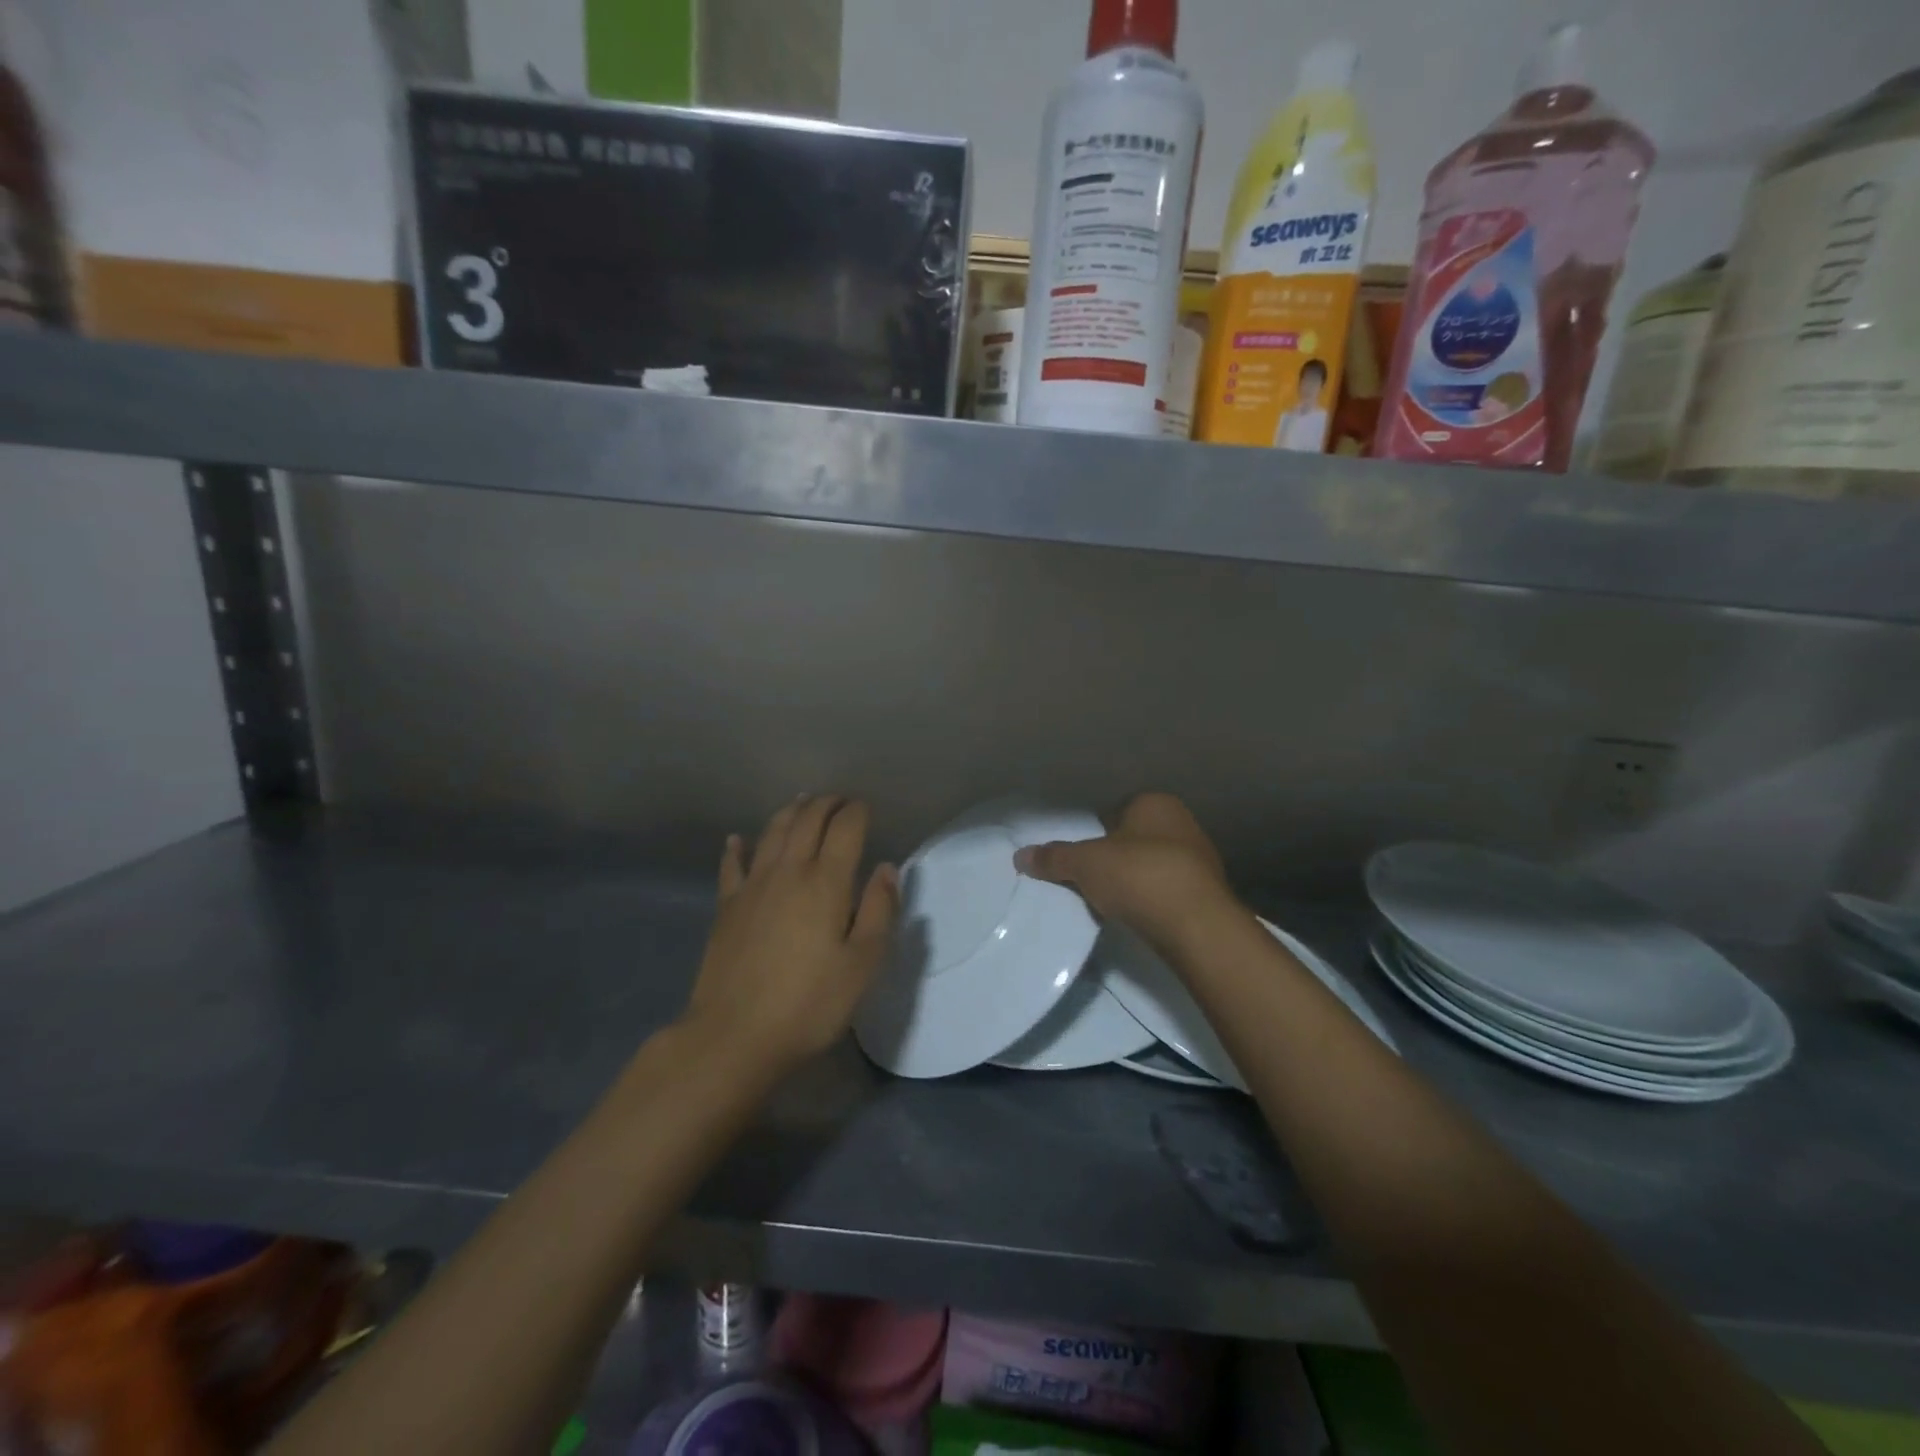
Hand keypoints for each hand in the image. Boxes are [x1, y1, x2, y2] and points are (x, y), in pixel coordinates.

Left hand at [684, 796, 898, 1073]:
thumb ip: (878, 910)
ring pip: (772, 832)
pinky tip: (738, 839)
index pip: (845, 828)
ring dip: (790, 812)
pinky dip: (737, 847)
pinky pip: (732, 865)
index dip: (857, 811)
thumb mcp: (862, 964)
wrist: (734, 1035)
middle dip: (826, 803)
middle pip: (807, 820)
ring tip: (802, 802)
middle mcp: (788, 871)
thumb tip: (887, 867)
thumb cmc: (809, 1004)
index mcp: (826, 882)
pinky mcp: (727, 906)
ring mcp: (752, 886)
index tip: (866, 808)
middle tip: (840, 800)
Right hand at [1015, 792, 1237, 952]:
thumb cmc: (1138, 875)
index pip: (1117, 810)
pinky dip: (1152, 901)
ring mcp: (1200, 859)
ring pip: (1154, 865)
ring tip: (1112, 902)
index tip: (1082, 856)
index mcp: (1155, 803)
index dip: (1096, 832)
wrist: (1196, 925)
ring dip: (1135, 881)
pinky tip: (1138, 917)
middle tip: (1091, 879)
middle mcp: (1182, 823)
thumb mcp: (1085, 863)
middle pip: (1135, 838)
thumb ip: (1053, 857)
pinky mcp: (1207, 894)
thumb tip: (1020, 855)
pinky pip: (1168, 891)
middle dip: (1116, 857)